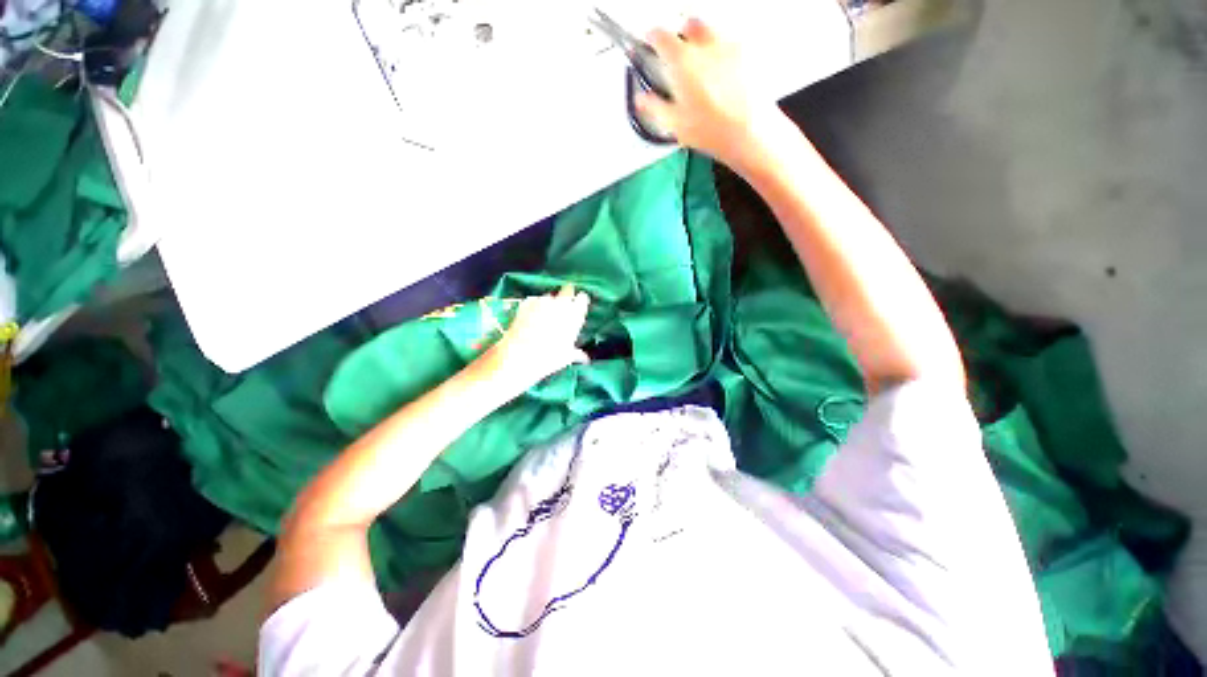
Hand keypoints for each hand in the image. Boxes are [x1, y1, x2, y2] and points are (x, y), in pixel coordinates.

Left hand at [483, 285, 590, 391]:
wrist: (521, 353)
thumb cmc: (550, 356)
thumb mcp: (567, 357)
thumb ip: (577, 353)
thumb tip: (585, 358)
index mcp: (575, 314)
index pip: (582, 299)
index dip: (580, 301)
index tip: (578, 306)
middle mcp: (561, 303)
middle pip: (568, 290)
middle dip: (567, 295)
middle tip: (563, 306)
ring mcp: (543, 300)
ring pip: (550, 296)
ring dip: (549, 302)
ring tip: (544, 315)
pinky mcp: (527, 302)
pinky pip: (534, 300)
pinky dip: (534, 305)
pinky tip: (531, 316)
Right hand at [636, 19, 785, 173]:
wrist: (748, 132)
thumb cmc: (714, 130)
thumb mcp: (674, 123)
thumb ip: (654, 107)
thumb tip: (642, 100)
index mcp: (682, 60)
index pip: (660, 36)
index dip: (651, 38)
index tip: (649, 42)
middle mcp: (706, 45)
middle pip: (689, 24)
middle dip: (680, 34)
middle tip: (676, 51)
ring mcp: (730, 46)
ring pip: (711, 31)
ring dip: (701, 41)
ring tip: (699, 64)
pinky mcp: (748, 55)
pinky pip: (731, 44)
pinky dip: (722, 53)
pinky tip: (720, 73)